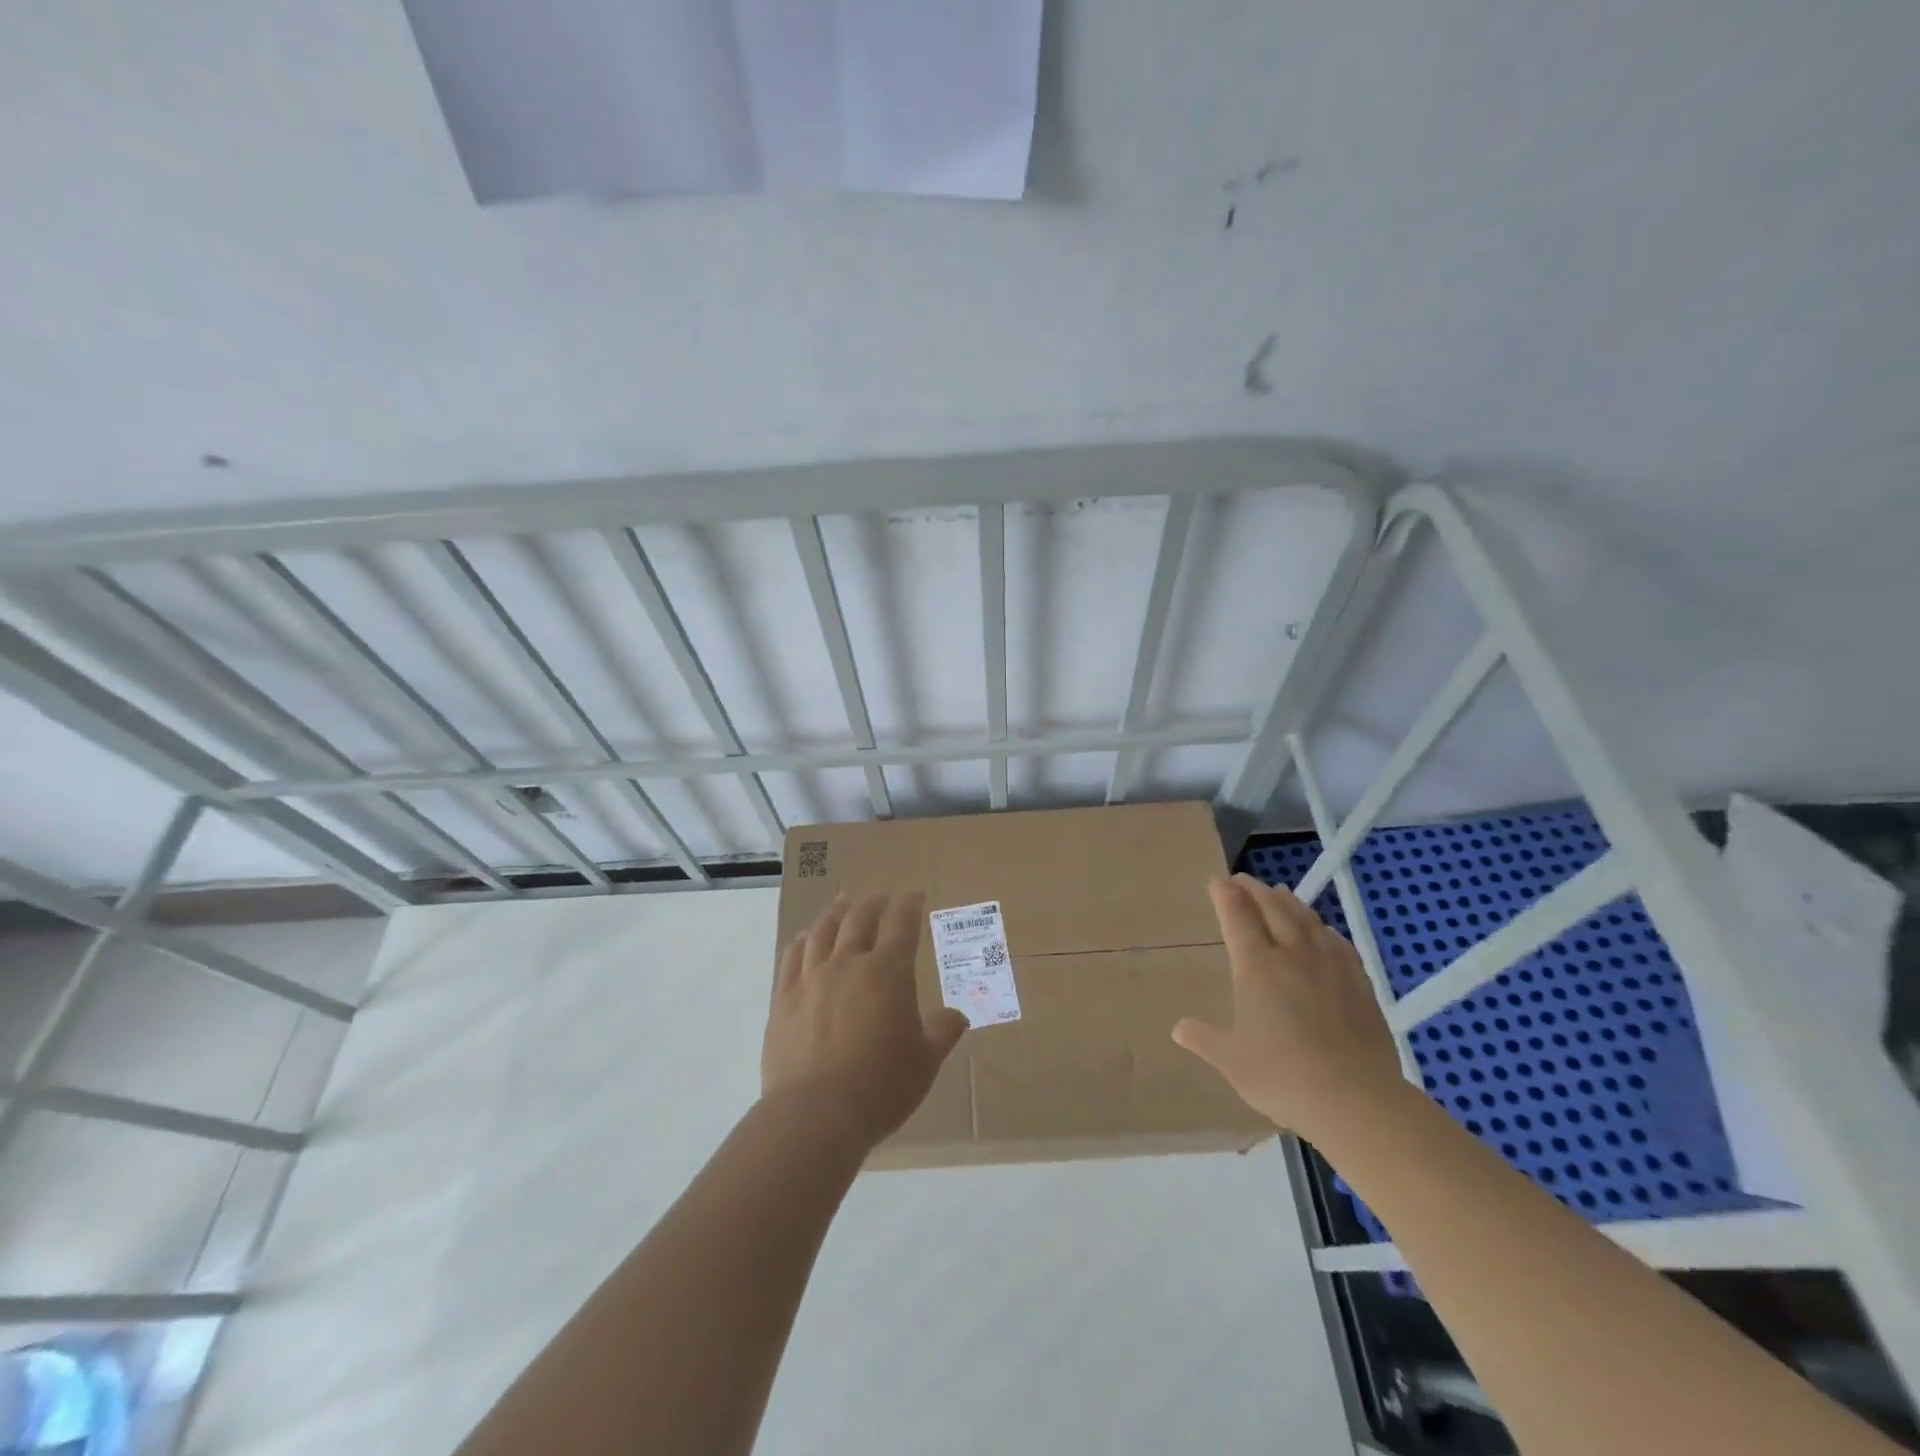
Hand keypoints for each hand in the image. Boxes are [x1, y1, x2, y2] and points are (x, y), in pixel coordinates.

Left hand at [762, 891, 968, 1148]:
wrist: (815, 1114)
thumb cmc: (880, 1086)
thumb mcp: (925, 1062)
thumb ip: (942, 1032)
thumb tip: (957, 1015)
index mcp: (888, 972)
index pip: (901, 924)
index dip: (909, 905)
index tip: (914, 895)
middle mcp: (849, 963)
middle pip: (859, 918)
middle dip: (874, 903)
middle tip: (881, 897)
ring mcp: (811, 978)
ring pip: (823, 931)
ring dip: (836, 913)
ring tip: (843, 904)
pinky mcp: (783, 998)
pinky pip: (792, 958)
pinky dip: (802, 941)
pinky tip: (805, 938)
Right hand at [1172, 874, 1405, 1143]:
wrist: (1356, 1100)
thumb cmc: (1282, 1076)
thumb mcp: (1232, 1061)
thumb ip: (1204, 1039)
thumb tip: (1178, 1029)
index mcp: (1256, 966)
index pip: (1237, 917)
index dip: (1226, 895)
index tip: (1217, 881)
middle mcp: (1292, 954)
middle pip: (1273, 908)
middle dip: (1255, 890)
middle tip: (1243, 880)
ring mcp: (1330, 966)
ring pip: (1307, 920)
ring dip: (1289, 901)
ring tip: (1280, 892)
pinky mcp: (1359, 983)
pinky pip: (1337, 942)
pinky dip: (1322, 928)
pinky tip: (1322, 931)